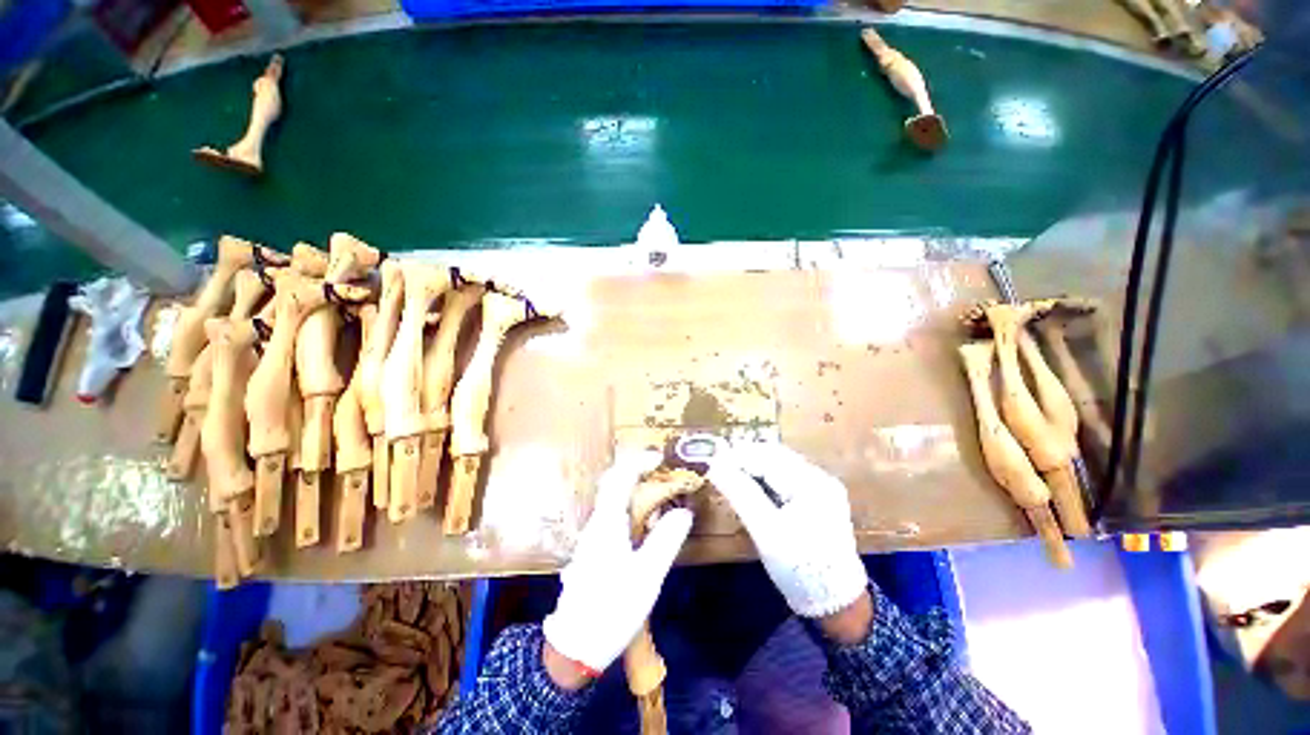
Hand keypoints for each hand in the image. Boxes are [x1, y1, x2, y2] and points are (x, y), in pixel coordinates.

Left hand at [542, 451, 692, 682]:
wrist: (575, 646)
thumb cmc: (612, 607)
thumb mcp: (647, 574)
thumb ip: (666, 540)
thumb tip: (684, 511)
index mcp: (607, 522)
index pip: (620, 477)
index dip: (639, 462)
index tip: (659, 459)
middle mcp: (596, 523)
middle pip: (613, 485)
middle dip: (636, 473)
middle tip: (661, 475)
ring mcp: (592, 537)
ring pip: (612, 501)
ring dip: (634, 491)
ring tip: (659, 498)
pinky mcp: (593, 550)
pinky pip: (612, 518)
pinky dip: (630, 510)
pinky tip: (645, 527)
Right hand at [707, 443, 867, 618]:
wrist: (837, 606)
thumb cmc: (800, 569)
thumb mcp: (766, 531)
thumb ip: (740, 493)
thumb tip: (714, 466)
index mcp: (812, 483)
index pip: (768, 457)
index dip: (738, 455)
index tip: (712, 461)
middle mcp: (819, 478)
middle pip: (775, 457)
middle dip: (745, 459)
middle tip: (717, 467)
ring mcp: (820, 488)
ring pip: (778, 466)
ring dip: (753, 467)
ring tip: (729, 475)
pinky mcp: (816, 500)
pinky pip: (784, 479)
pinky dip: (764, 479)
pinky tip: (749, 487)